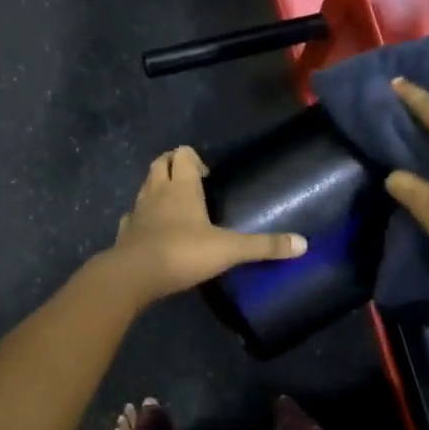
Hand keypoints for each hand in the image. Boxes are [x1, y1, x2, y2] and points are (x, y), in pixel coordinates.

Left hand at [107, 146, 306, 305]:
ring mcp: (137, 211)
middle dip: (173, 166)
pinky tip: (152, 231)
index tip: (208, 177)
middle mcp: (156, 191)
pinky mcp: (124, 232)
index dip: (193, 158)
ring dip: (157, 189)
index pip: (183, 154)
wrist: (133, 275)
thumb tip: (303, 244)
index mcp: (181, 186)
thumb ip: (264, 246)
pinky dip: (141, 217)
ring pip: (145, 187)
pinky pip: (132, 216)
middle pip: (160, 163)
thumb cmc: (182, 252)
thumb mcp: (229, 250)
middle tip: (192, 184)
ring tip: (175, 207)